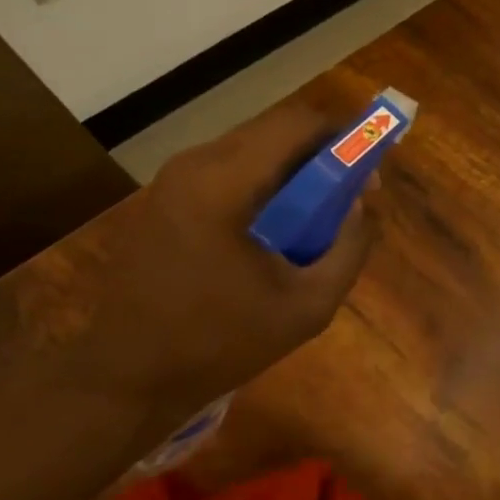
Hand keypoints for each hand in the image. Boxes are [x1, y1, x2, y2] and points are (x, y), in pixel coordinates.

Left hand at [81, 100, 377, 410]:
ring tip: (314, 222)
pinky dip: (260, 188)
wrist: (130, 375)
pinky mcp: (162, 202)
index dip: (343, 136)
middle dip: (319, 157)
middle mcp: (193, 166)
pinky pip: (224, 174)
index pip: (296, 124)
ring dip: (290, 174)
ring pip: (248, 151)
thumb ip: (348, 250)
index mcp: (225, 184)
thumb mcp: (307, 307)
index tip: (370, 171)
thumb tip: (362, 209)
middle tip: (349, 199)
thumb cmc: (221, 343)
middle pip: (272, 132)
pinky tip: (271, 235)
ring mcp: (171, 182)